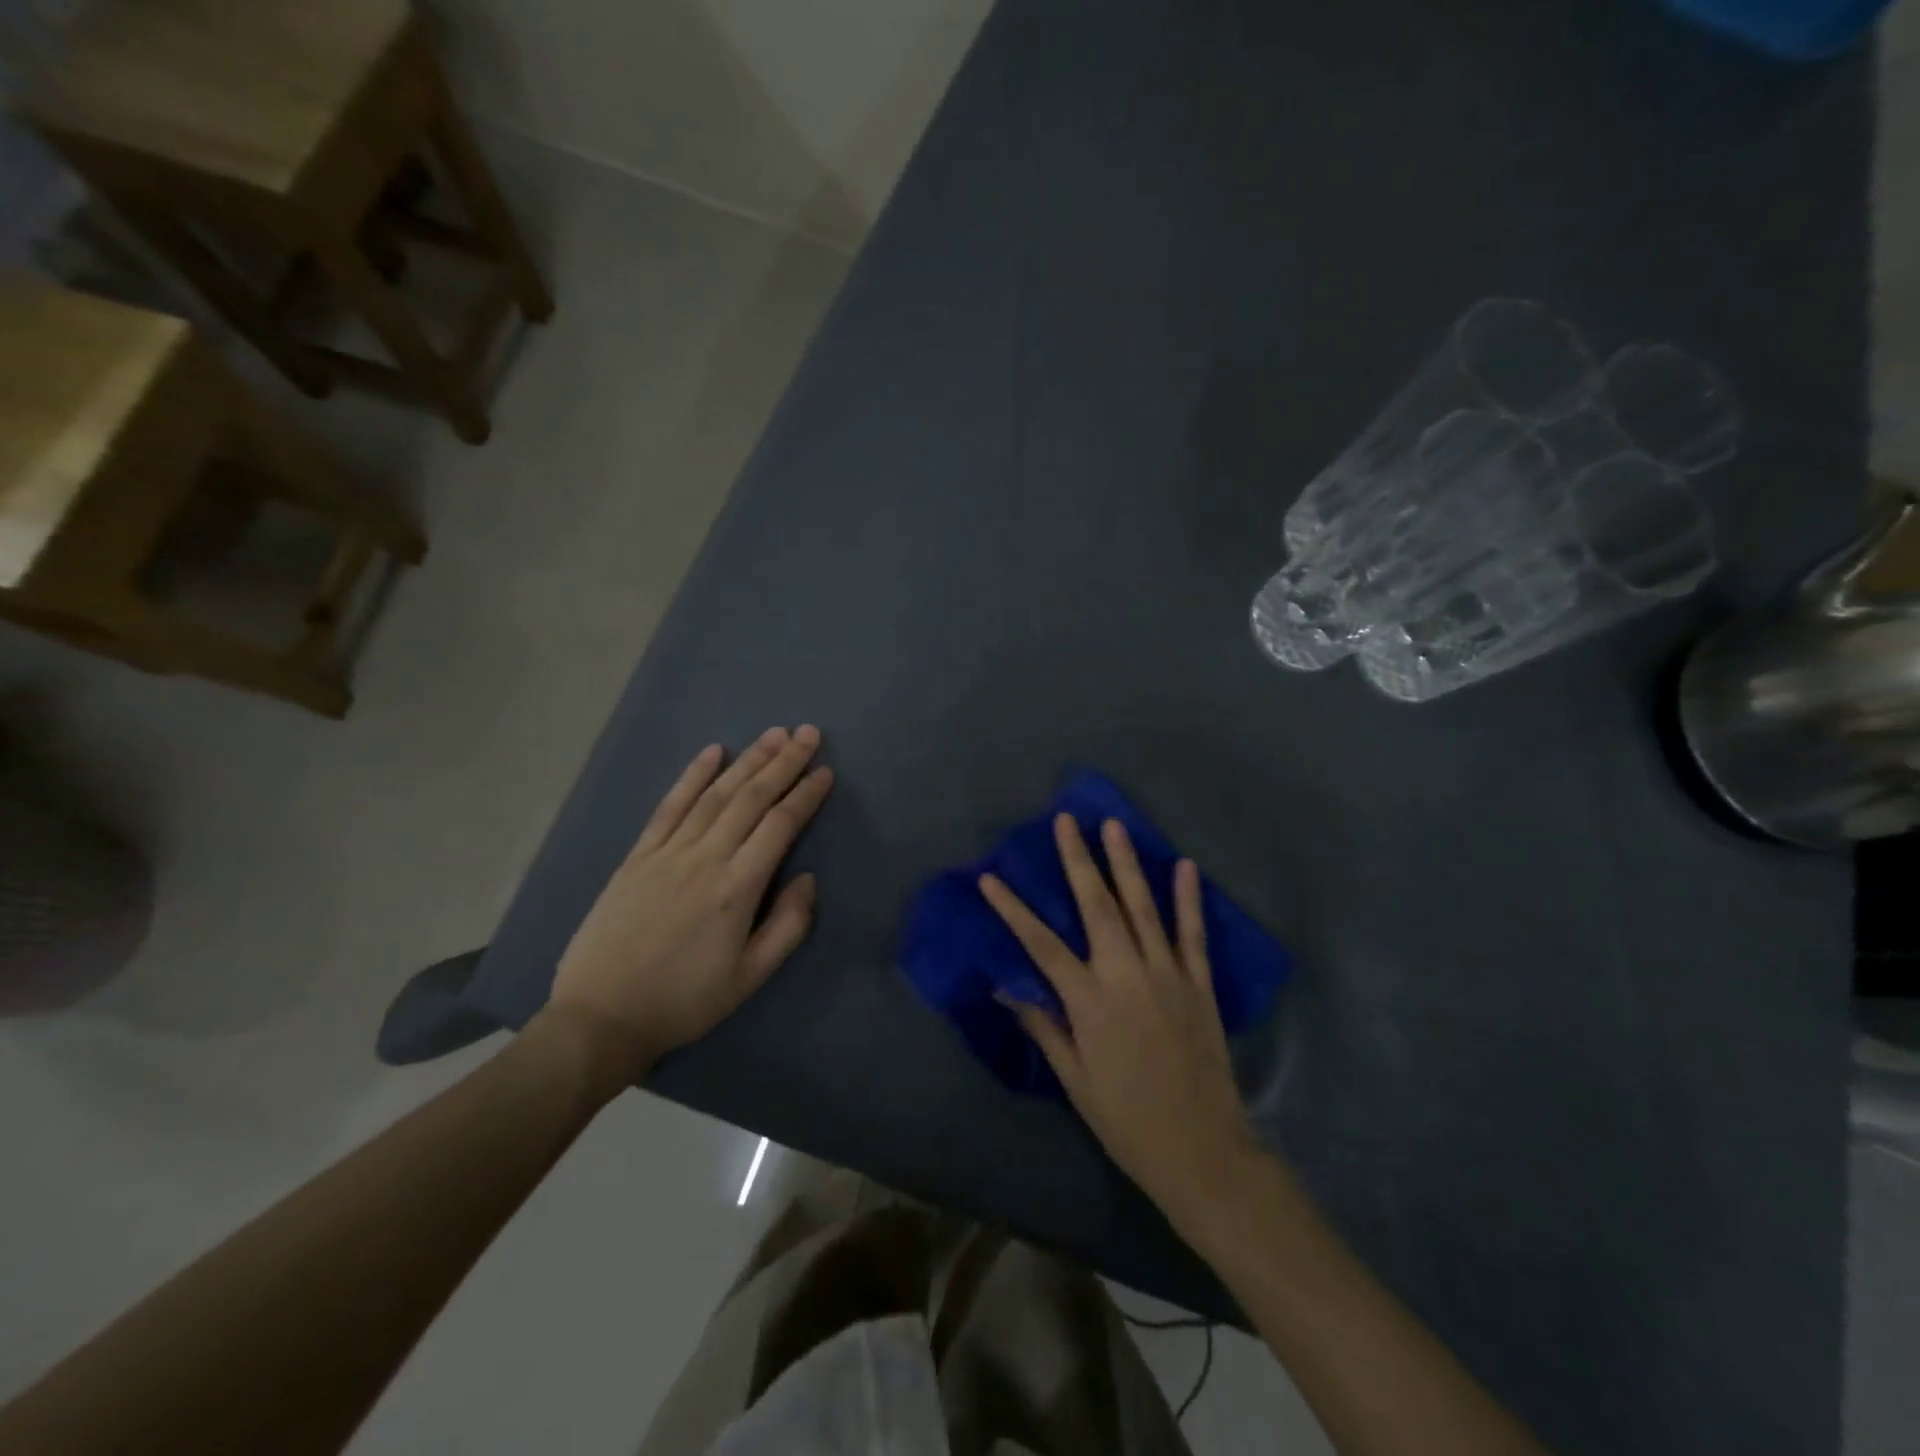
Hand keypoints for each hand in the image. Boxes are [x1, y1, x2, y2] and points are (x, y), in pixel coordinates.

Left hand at [546, 726, 833, 1077]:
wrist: (601, 1017)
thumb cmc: (684, 1001)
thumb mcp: (749, 979)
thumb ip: (787, 927)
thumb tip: (808, 879)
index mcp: (737, 889)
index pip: (780, 826)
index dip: (805, 796)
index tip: (824, 772)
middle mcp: (704, 859)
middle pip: (751, 799)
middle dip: (783, 763)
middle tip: (807, 733)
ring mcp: (667, 853)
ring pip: (715, 795)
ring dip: (747, 761)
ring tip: (773, 734)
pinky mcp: (638, 856)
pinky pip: (669, 806)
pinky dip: (692, 776)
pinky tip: (712, 752)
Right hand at [980, 815, 1258, 1222]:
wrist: (1203, 1152)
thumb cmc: (1127, 1120)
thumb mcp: (1075, 1080)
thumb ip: (1044, 1026)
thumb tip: (1005, 986)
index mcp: (1090, 1002)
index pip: (1041, 945)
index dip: (1013, 910)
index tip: (991, 878)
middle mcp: (1126, 976)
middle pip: (1097, 907)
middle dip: (1078, 860)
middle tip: (1066, 821)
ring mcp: (1167, 975)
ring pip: (1143, 908)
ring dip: (1126, 864)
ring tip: (1114, 826)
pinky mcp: (1199, 985)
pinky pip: (1192, 934)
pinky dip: (1188, 899)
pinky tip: (1185, 867)